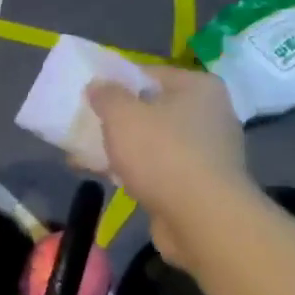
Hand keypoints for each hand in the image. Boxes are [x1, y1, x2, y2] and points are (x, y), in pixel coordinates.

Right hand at [88, 66, 250, 263]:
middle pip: (151, 108)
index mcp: (198, 88)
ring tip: (84, 155)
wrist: (203, 220)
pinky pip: (159, 168)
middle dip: (117, 119)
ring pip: (153, 141)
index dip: (116, 82)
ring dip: (121, 147)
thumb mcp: (122, 115)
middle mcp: (209, 115)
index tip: (90, 95)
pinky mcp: (200, 184)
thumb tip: (98, 85)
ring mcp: (207, 152)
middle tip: (86, 125)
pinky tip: (105, 177)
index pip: (149, 74)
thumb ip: (106, 95)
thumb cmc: (163, 153)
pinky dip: (134, 171)